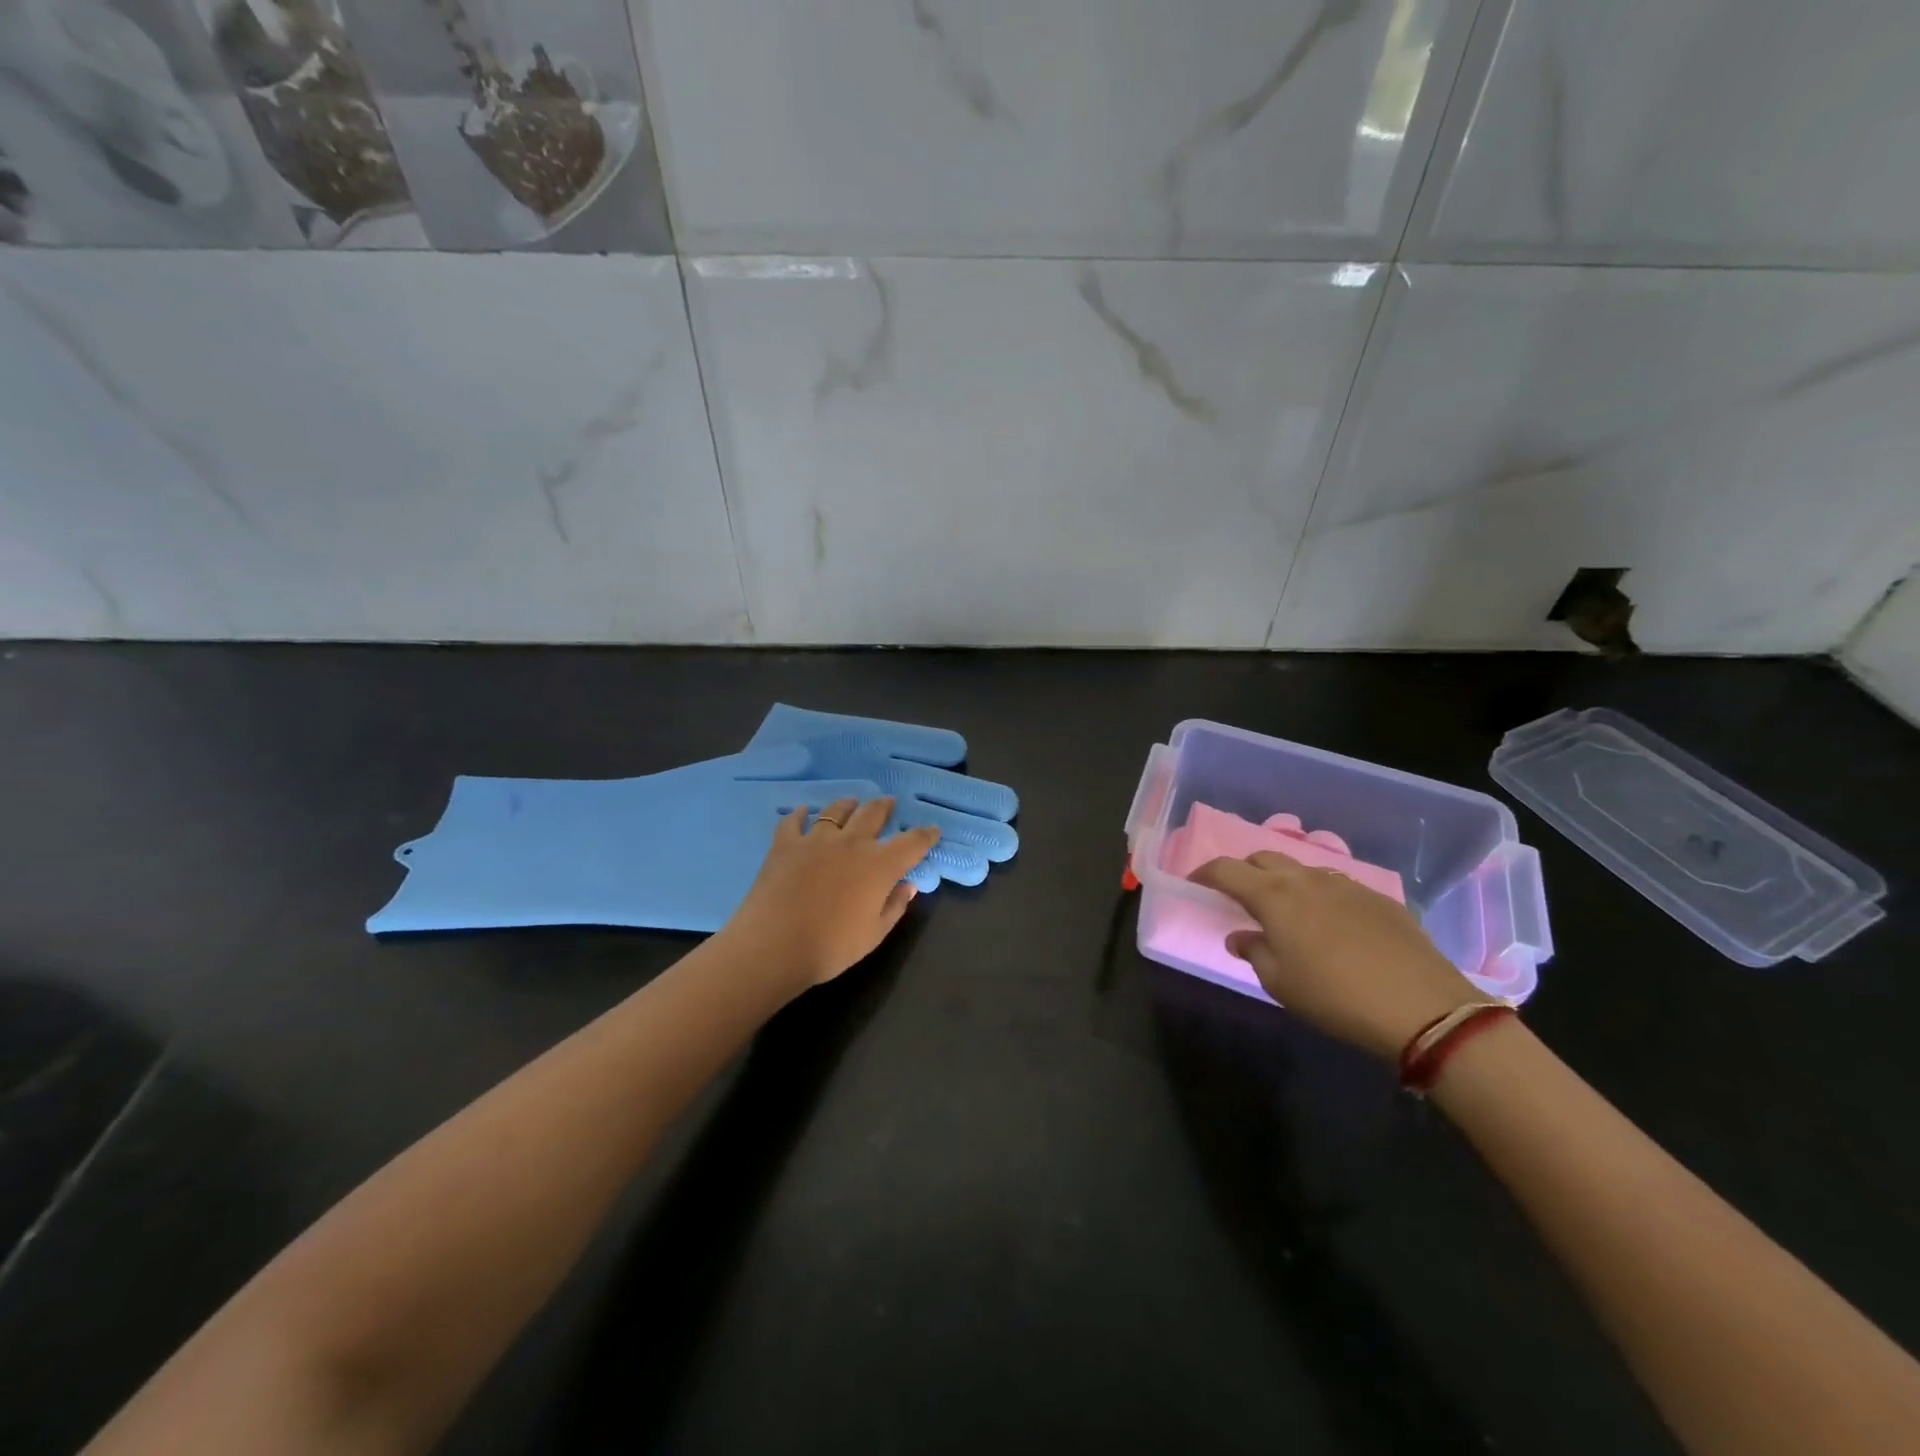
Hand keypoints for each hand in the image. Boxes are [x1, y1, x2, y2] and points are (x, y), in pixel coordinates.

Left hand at [722, 796, 940, 991]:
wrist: (774, 946)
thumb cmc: (831, 947)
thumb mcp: (874, 934)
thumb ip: (895, 906)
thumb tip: (909, 885)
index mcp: (879, 865)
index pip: (912, 842)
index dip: (925, 835)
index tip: (932, 831)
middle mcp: (851, 843)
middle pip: (873, 814)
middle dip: (885, 807)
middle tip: (889, 804)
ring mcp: (816, 840)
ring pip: (836, 811)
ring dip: (848, 805)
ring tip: (851, 802)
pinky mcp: (785, 844)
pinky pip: (793, 821)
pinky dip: (799, 815)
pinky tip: (801, 812)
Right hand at [1190, 852, 1484, 1060]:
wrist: (1422, 1007)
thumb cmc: (1334, 997)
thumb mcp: (1280, 983)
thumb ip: (1254, 952)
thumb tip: (1241, 937)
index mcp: (1273, 896)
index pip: (1226, 870)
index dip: (1205, 873)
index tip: (1194, 882)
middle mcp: (1305, 878)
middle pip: (1263, 858)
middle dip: (1245, 871)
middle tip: (1239, 898)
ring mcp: (1345, 884)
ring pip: (1302, 869)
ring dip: (1284, 882)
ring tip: (1286, 911)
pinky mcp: (1378, 898)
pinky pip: (1336, 885)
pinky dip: (1319, 895)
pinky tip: (1331, 924)